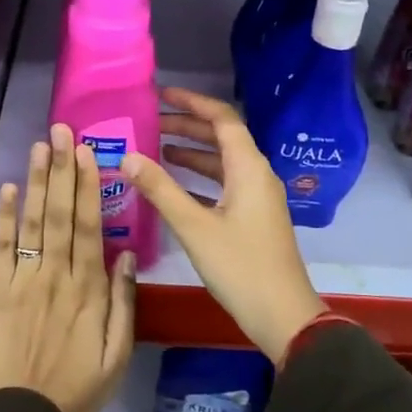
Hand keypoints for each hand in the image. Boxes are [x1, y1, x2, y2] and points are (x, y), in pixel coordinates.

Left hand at [0, 124, 135, 411]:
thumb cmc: (78, 389)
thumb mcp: (118, 355)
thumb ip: (125, 303)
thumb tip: (128, 253)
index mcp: (89, 289)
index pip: (88, 227)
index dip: (87, 187)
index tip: (87, 153)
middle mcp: (57, 275)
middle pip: (60, 214)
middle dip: (62, 170)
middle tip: (62, 132)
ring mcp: (25, 281)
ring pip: (33, 223)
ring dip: (35, 182)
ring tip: (39, 146)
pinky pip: (2, 249)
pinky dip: (4, 218)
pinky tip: (6, 189)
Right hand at [121, 88, 325, 362]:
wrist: (283, 316)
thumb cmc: (240, 267)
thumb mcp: (195, 227)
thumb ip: (161, 189)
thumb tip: (128, 157)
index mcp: (249, 168)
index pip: (222, 118)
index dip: (192, 102)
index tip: (161, 95)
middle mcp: (257, 174)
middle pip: (222, 137)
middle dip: (187, 126)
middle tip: (149, 121)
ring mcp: (257, 197)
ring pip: (222, 162)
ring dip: (191, 152)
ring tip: (154, 148)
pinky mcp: (253, 217)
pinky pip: (224, 183)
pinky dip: (199, 177)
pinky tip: (173, 185)